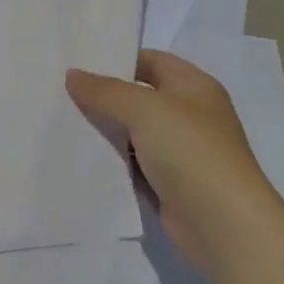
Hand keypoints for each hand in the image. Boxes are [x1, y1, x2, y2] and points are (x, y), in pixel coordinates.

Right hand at [66, 51, 281, 265]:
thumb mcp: (143, 109)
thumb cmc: (190, 151)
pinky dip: (111, 160)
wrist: (223, 225)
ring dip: (104, 129)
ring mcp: (180, 151)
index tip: (77, 61)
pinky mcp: (169, 183)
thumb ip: (105, 90)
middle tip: (60, 90)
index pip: (151, 60)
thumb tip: (72, 75)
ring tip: (61, 119)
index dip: (118, 59)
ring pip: (133, 131)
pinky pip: (132, 163)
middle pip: (139, 96)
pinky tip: (80, 155)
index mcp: (194, 86)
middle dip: (104, 95)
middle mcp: (189, 115)